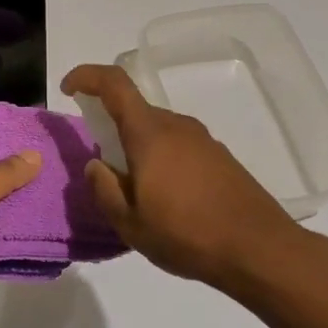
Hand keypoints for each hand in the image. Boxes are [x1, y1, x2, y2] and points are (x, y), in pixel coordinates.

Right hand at [61, 63, 312, 293]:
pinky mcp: (220, 157)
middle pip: (135, 111)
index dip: (87, 77)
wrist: (259, 249)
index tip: (68, 88)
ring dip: (138, 148)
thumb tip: (95, 165)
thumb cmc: (187, 235)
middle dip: (111, 127)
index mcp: (150, 134)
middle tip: (104, 168)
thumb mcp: (130, 223)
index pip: (115, 84)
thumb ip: (104, 189)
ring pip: (157, 130)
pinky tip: (168, 199)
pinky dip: (161, 159)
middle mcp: (177, 126)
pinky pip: (178, 146)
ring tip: (137, 192)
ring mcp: (203, 140)